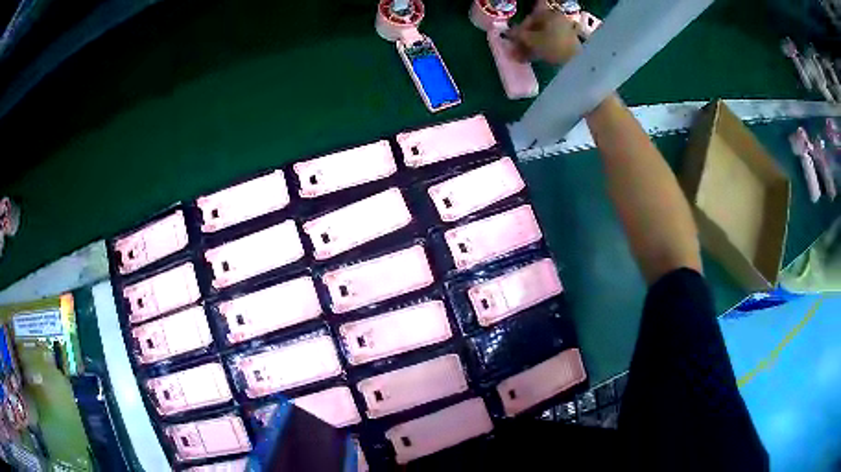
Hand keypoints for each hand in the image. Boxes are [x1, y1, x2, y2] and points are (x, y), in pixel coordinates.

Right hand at [509, 10, 581, 64]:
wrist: (577, 62)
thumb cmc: (553, 46)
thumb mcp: (532, 40)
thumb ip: (518, 35)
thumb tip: (507, 33)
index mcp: (550, 15)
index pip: (530, 19)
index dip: (518, 29)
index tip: (510, 39)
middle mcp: (558, 20)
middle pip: (536, 29)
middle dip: (524, 40)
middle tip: (514, 50)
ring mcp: (564, 33)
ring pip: (542, 38)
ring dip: (530, 47)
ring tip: (520, 58)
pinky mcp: (567, 45)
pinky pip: (549, 45)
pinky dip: (540, 50)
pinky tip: (531, 59)